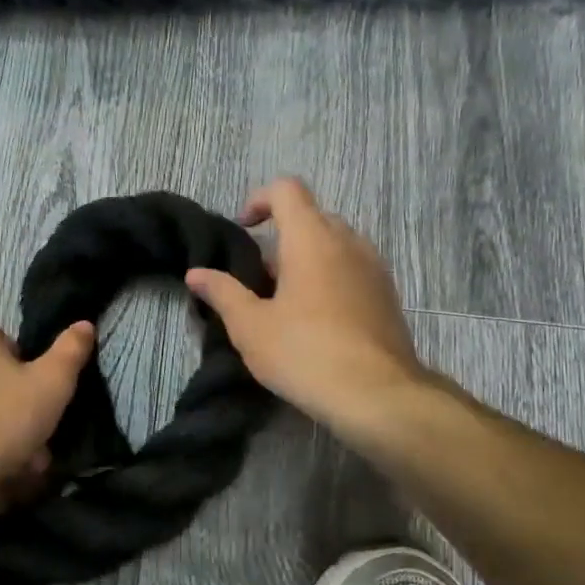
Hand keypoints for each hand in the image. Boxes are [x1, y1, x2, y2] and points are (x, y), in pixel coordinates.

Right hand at [186, 178, 436, 430]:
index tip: (243, 230)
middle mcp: (348, 242)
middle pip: (312, 217)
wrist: (376, 395)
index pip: (287, 190)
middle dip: (282, 236)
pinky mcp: (388, 295)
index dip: (259, 200)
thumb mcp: (250, 326)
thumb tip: (196, 274)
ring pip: (336, 245)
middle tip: (260, 277)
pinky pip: (353, 269)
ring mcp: (374, 268)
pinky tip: (317, 320)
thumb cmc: (304, 353)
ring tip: (287, 301)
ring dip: (308, 259)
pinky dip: (331, 278)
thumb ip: (222, 293)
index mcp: (311, 239)